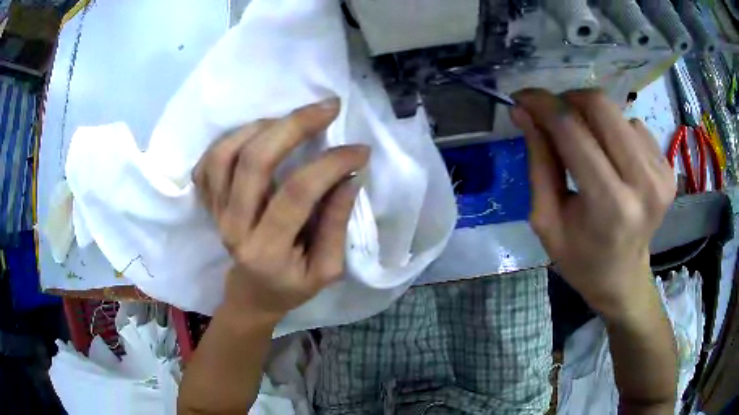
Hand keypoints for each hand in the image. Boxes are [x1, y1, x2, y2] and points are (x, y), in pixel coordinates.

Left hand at [193, 98, 368, 320]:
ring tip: (291, 120)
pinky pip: (209, 160)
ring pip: (226, 153)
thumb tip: (347, 177)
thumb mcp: (326, 269)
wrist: (251, 294)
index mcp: (267, 251)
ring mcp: (216, 212)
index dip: (331, 163)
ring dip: (261, 126)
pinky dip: (231, 138)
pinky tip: (257, 134)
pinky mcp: (208, 202)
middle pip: (254, 161)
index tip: (360, 150)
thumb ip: (336, 224)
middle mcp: (234, 228)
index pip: (297, 193)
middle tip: (328, 107)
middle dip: (295, 125)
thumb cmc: (291, 286)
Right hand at [511, 89, 675, 317]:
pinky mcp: (669, 168)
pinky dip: (616, 133)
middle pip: (601, 106)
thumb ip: (538, 162)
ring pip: (617, 113)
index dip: (543, 104)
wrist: (623, 278)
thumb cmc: (580, 258)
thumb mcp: (546, 219)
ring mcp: (661, 174)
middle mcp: (643, 183)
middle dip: (569, 100)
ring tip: (586, 147)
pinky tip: (613, 159)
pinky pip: (634, 126)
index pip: (573, 131)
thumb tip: (523, 112)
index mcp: (609, 205)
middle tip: (554, 116)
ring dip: (593, 120)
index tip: (523, 97)